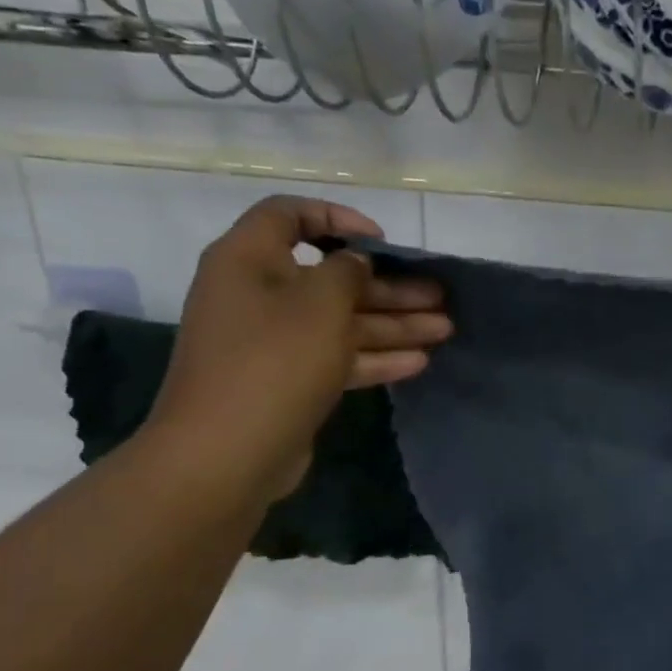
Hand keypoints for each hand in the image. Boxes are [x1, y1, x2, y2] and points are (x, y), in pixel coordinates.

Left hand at [146, 196, 449, 504]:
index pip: (289, 216)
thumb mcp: (321, 303)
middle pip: (330, 278)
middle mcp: (257, 295)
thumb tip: (355, 263)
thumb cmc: (274, 361)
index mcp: (248, 260)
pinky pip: (335, 358)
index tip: (381, 241)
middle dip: (388, 287)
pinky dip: (374, 357)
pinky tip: (419, 362)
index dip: (337, 219)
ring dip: (392, 324)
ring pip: (340, 322)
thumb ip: (347, 272)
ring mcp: (272, 343)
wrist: (227, 454)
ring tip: (444, 329)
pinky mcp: (288, 382)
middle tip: (438, 296)